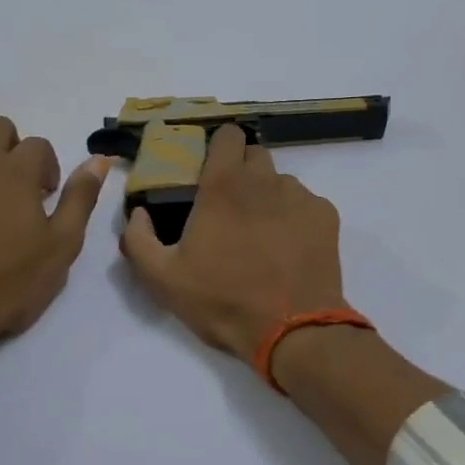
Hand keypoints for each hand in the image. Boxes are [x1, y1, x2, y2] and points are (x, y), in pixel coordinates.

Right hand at [119, 124, 348, 365]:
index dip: (219, 148)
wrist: (293, 329)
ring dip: (269, 198)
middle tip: (231, 209)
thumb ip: (138, 240)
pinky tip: (289, 249)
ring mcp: (300, 196)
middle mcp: (265, 180)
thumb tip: (138, 214)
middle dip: (242, 172)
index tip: (210, 171)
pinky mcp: (326, 216)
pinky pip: (306, 204)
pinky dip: (296, 218)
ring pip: (281, 182)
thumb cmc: (223, 300)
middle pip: (255, 155)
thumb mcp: (163, 280)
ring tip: (263, 236)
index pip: (227, 135)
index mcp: (224, 185)